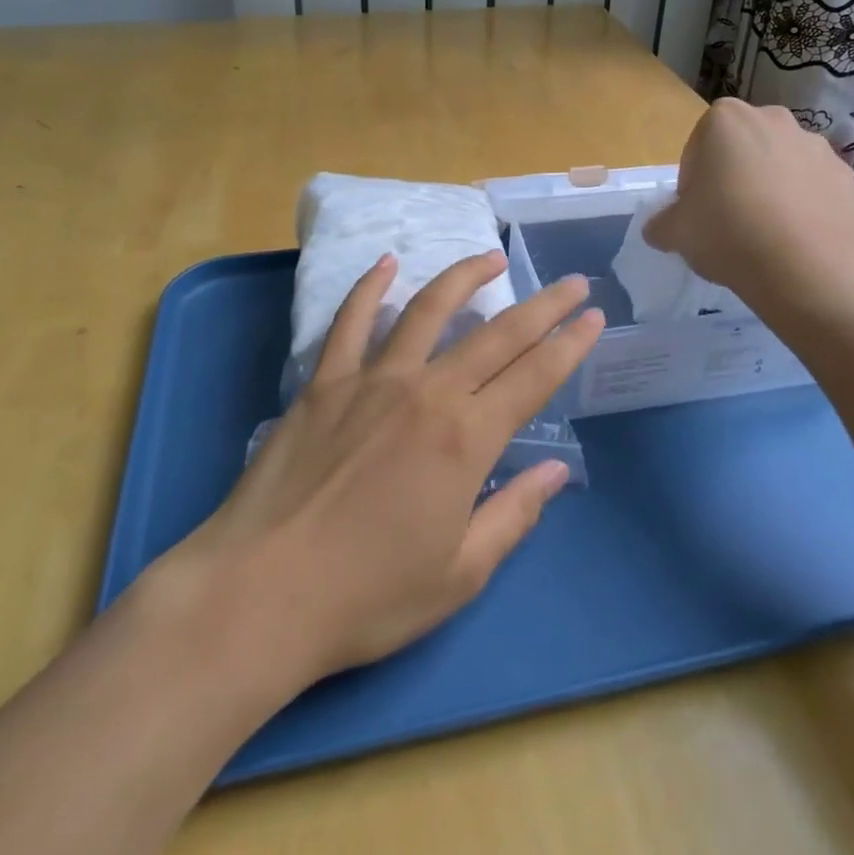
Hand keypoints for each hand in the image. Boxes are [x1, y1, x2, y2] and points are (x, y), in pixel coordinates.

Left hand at [173, 251, 603, 682]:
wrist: (260, 593)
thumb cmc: (367, 596)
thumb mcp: (458, 575)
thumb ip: (513, 515)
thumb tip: (556, 472)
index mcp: (465, 440)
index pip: (533, 378)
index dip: (569, 345)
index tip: (593, 317)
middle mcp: (426, 393)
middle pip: (496, 336)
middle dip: (542, 306)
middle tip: (571, 281)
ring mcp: (372, 379)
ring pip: (427, 310)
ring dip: (464, 278)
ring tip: (491, 258)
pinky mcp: (324, 382)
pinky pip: (350, 321)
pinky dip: (369, 287)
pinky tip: (387, 263)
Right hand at [643, 98, 853, 313]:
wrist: (806, 269)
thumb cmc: (728, 233)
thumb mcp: (676, 232)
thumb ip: (661, 223)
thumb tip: (659, 229)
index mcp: (726, 120)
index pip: (698, 148)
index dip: (693, 182)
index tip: (697, 212)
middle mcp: (773, 119)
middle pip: (742, 148)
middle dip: (734, 176)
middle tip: (728, 219)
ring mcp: (815, 145)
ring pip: (780, 164)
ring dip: (770, 187)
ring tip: (765, 232)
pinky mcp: (845, 175)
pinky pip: (812, 185)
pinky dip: (803, 203)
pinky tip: (794, 237)